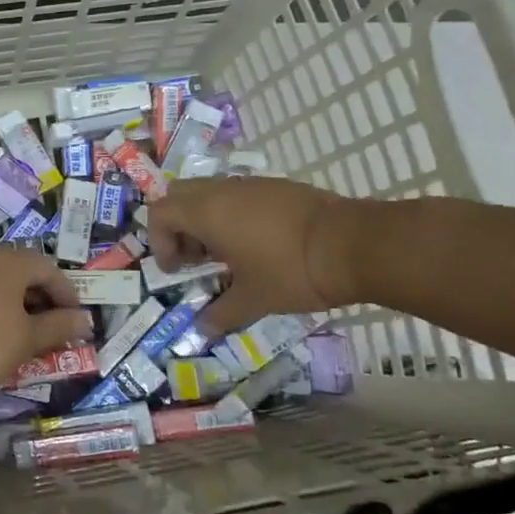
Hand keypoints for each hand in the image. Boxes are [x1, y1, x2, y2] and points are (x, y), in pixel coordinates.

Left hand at [0, 249, 92, 397]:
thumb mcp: (28, 338)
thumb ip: (58, 327)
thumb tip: (84, 321)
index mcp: (9, 262)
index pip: (48, 268)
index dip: (67, 293)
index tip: (76, 319)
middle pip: (22, 271)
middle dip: (42, 297)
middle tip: (54, 325)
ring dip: (17, 303)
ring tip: (27, 331)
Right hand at [149, 176, 363, 336]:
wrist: (354, 245)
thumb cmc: (290, 271)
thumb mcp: (253, 300)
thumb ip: (221, 313)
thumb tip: (202, 329)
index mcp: (206, 213)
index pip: (160, 213)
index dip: (159, 241)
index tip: (177, 269)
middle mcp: (222, 191)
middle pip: (179, 195)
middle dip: (177, 225)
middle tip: (194, 257)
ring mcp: (252, 184)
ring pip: (211, 193)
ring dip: (206, 220)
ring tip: (227, 255)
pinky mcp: (278, 186)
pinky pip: (240, 195)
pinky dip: (233, 215)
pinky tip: (257, 245)